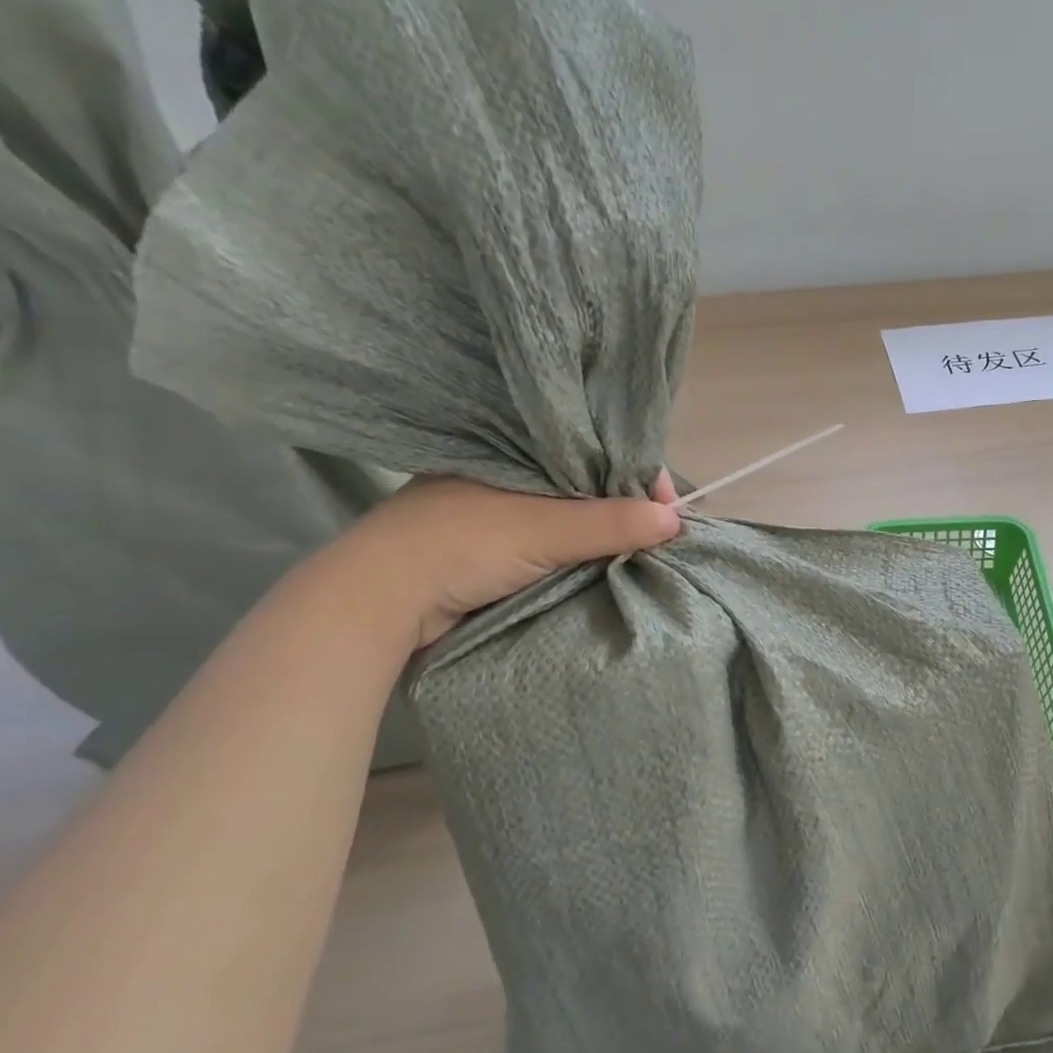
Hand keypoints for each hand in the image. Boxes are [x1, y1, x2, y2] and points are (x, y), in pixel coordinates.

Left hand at [329, 473, 681, 649]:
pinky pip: (555, 540)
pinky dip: (581, 551)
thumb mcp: (542, 530)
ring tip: (643, 548)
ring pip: (573, 514)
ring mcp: (501, 510)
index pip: (597, 451)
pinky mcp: (495, 545)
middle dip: (628, 507)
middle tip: (663, 534)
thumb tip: (677, 520)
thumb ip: (609, 523)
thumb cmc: (459, 545)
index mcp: (519, 449)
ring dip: (605, 532)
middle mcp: (514, 473)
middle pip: (590, 484)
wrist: (375, 602)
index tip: (670, 507)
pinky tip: (605, 561)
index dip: (638, 476)